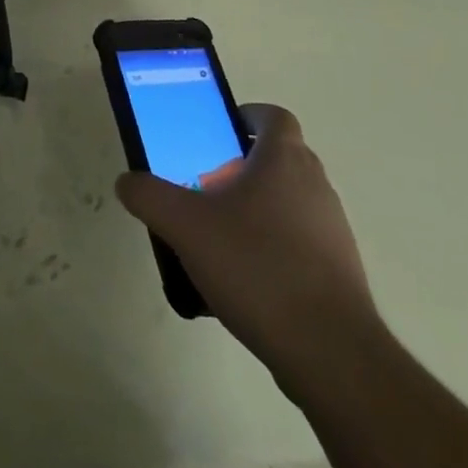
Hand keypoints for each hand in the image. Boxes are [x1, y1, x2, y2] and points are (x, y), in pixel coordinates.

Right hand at [115, 104, 377, 370]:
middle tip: (207, 186)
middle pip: (280, 158)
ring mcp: (333, 229)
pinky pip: (301, 243)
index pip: (274, 116)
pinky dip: (275, 248)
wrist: (329, 351)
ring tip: (220, 237)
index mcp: (284, 159)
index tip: (219, 133)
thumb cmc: (256, 266)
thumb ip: (150, 196)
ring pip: (291, 201)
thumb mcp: (185, 226)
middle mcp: (315, 184)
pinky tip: (245, 280)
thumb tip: (127, 181)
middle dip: (244, 166)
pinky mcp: (340, 271)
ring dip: (259, 209)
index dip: (248, 116)